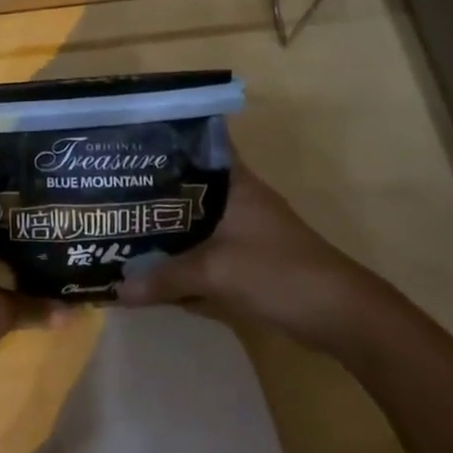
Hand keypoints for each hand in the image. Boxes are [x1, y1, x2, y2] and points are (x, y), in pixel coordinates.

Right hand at [116, 161, 387, 348]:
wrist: (340, 315)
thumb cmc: (278, 273)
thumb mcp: (215, 272)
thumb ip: (165, 278)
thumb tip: (116, 290)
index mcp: (235, 181)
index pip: (200, 142)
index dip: (168, 137)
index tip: (131, 139)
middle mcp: (239, 196)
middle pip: (190, 182)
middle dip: (155, 186)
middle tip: (111, 186)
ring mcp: (246, 226)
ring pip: (196, 215)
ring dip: (168, 222)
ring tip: (123, 220)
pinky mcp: (250, 255)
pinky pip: (206, 244)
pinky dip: (184, 250)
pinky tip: (156, 260)